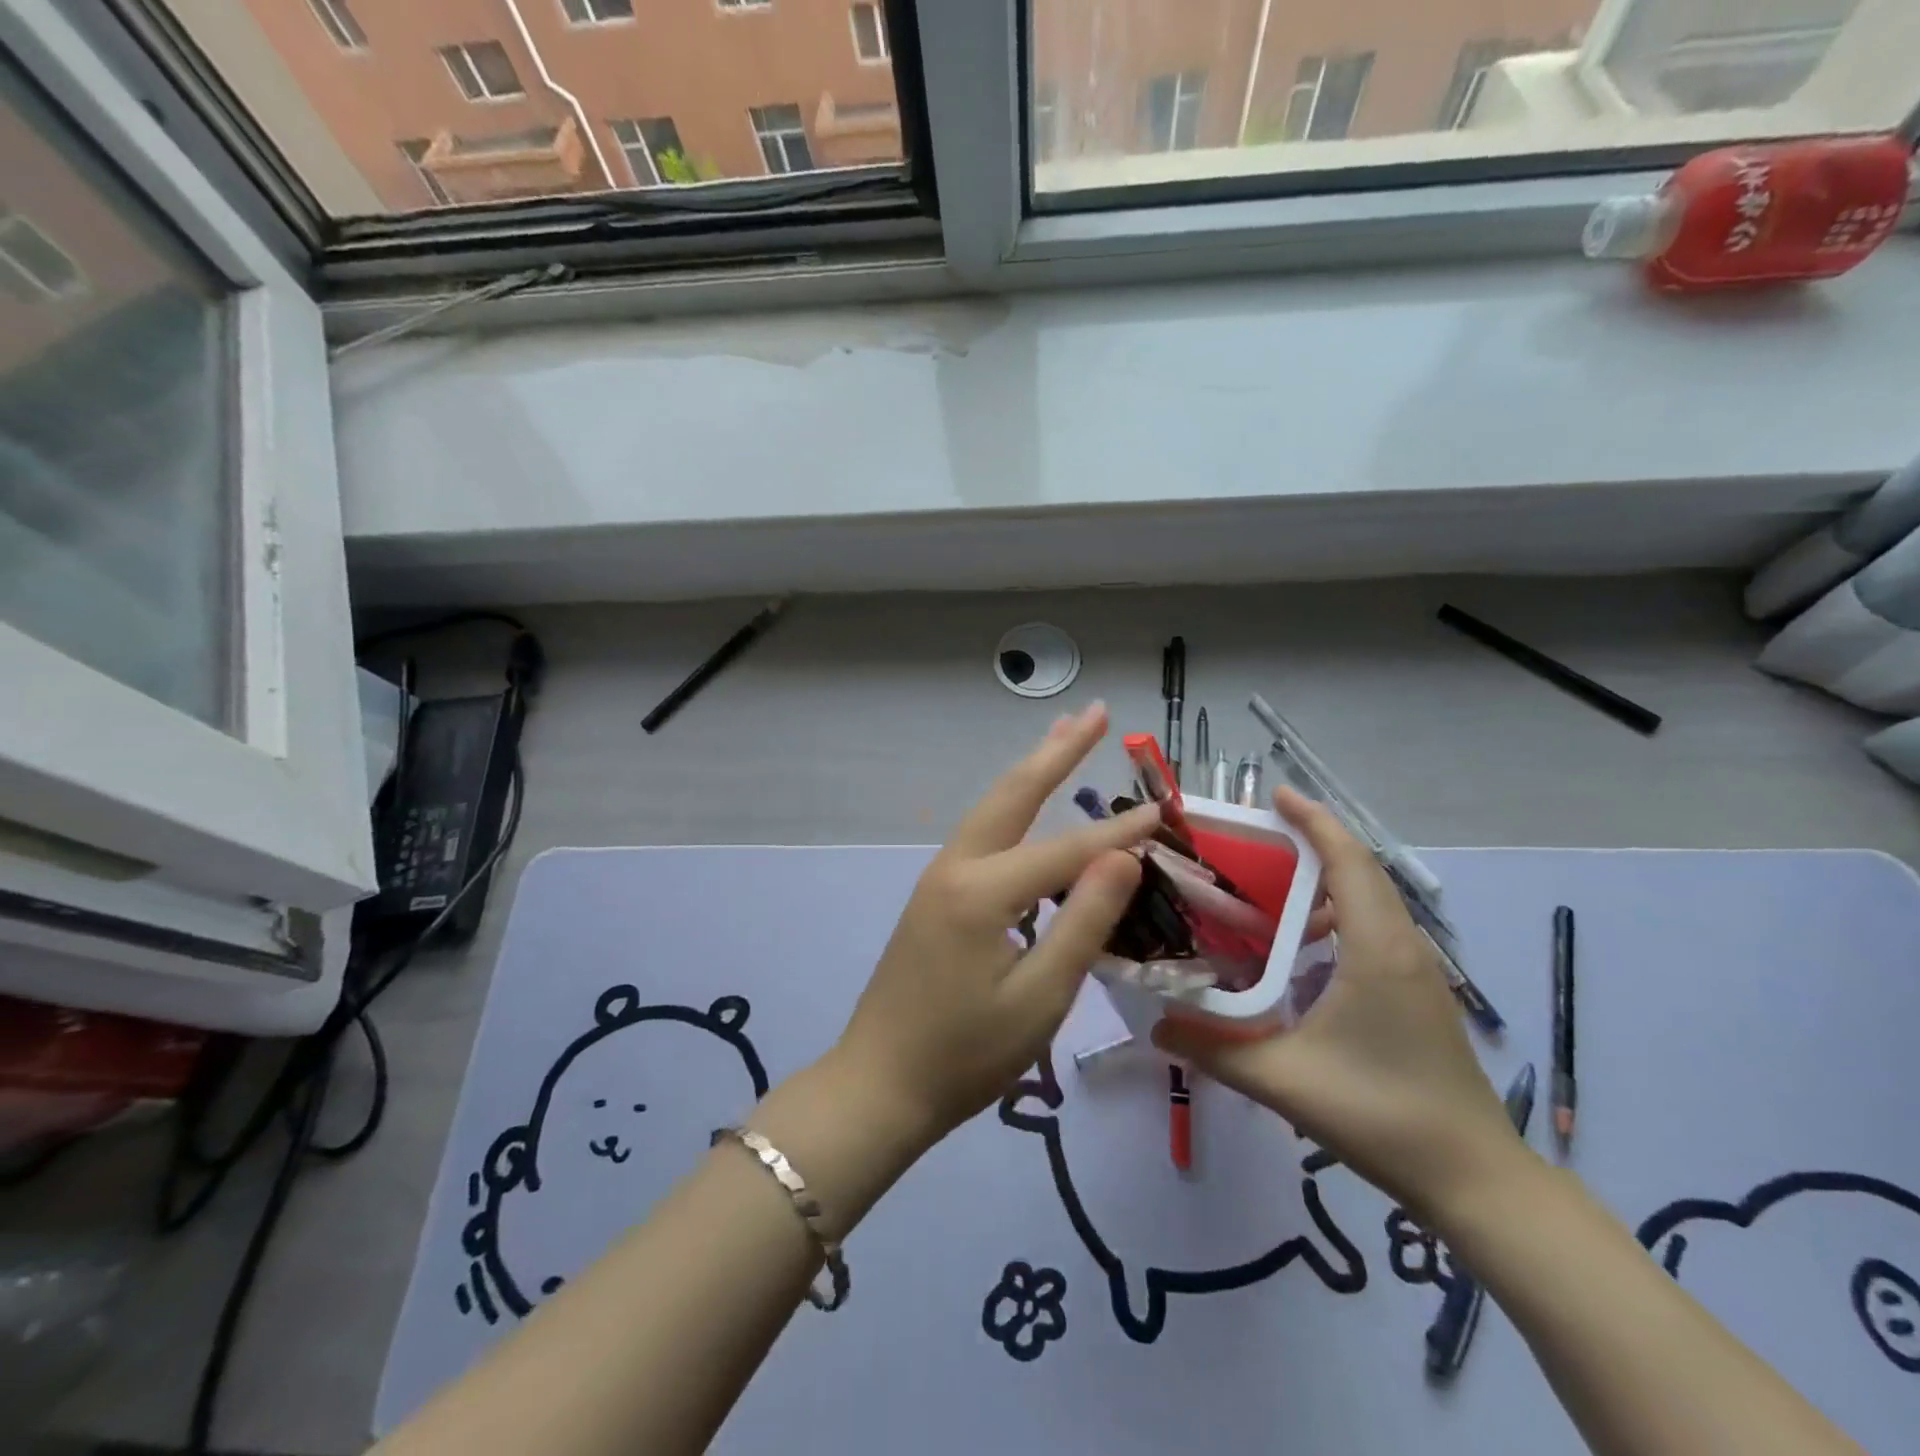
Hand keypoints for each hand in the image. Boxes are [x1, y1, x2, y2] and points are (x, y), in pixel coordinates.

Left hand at [835, 703, 1157, 1144]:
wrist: (880, 1084)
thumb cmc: (965, 1054)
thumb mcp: (1040, 997)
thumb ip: (1084, 922)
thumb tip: (1123, 856)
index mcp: (982, 891)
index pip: (1067, 850)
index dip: (1119, 834)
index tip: (1164, 809)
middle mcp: (956, 867)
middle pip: (1014, 794)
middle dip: (1057, 751)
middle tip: (1095, 712)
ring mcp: (939, 878)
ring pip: (994, 809)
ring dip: (1032, 771)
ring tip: (1065, 736)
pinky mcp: (935, 895)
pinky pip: (984, 836)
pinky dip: (1014, 808)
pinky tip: (1030, 807)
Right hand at [1154, 787, 1520, 1225]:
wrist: (1473, 1178)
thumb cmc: (1381, 1115)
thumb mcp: (1284, 1081)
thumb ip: (1214, 1049)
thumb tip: (1154, 1024)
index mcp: (1376, 949)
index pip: (1347, 861)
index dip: (1313, 821)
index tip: (1275, 794)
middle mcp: (1401, 945)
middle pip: (1360, 868)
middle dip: (1313, 838)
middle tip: (1254, 833)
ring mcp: (1415, 969)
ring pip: (1370, 897)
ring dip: (1325, 875)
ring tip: (1268, 880)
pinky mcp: (1416, 990)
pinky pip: (1375, 925)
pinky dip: (1337, 908)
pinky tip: (1300, 941)